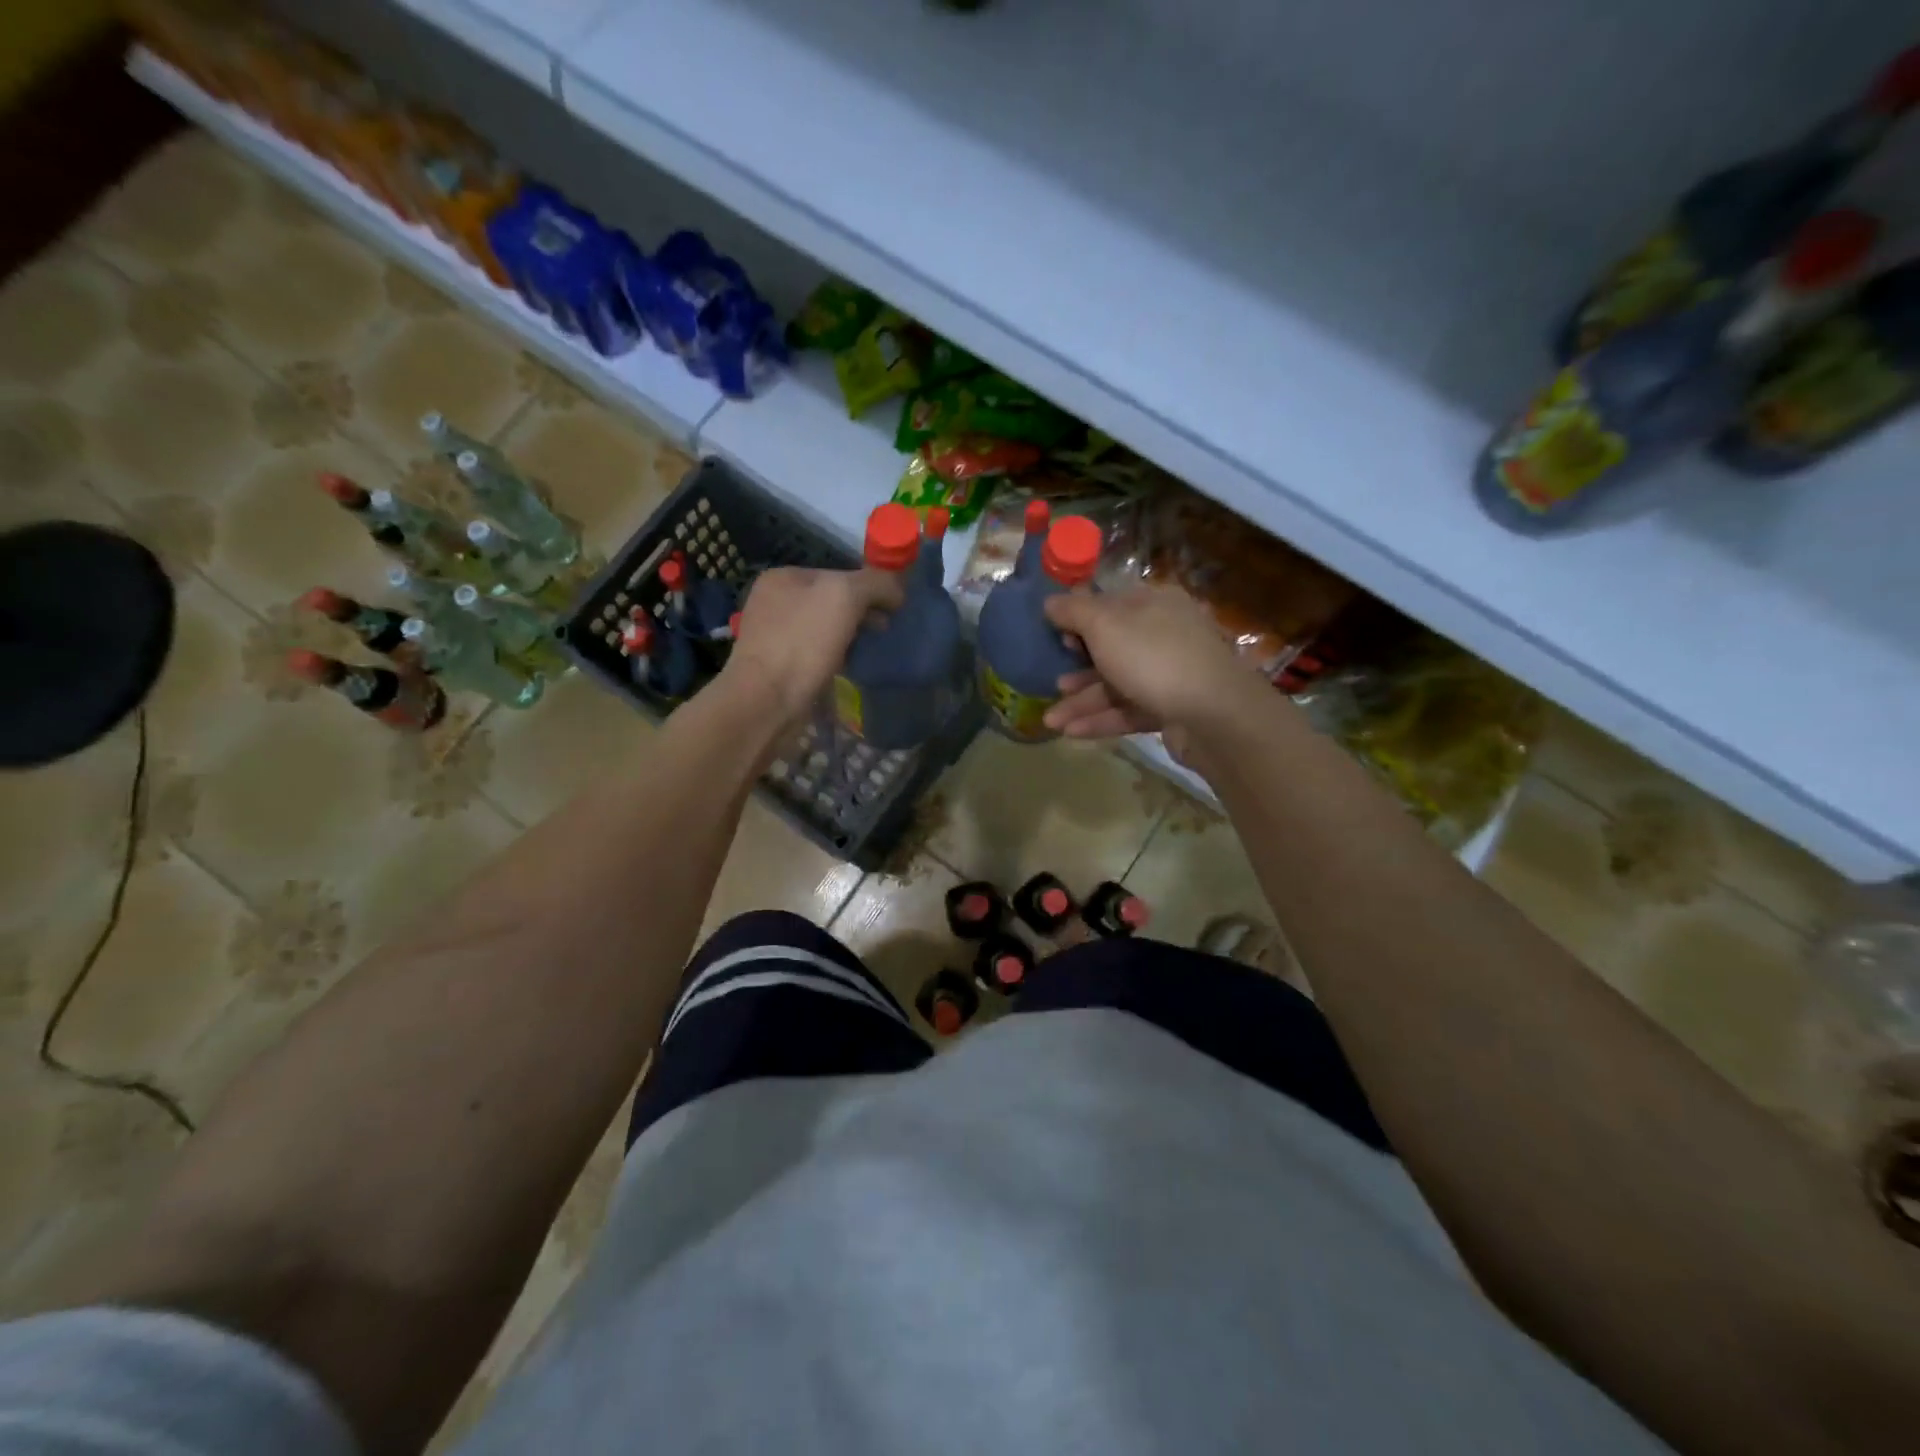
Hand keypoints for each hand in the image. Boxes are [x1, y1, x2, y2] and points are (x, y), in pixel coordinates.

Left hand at [722, 566, 903, 721]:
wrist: (766, 702)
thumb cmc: (803, 643)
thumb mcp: (845, 597)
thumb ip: (875, 583)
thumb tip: (897, 590)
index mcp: (783, 577)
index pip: (839, 573)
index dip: (870, 588)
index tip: (894, 608)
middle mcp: (773, 601)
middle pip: (831, 601)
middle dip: (861, 613)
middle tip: (885, 630)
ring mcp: (773, 635)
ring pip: (824, 628)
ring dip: (849, 637)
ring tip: (869, 651)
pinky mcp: (778, 667)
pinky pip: (816, 654)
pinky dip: (834, 658)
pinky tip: (847, 668)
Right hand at [1042, 585, 1266, 743]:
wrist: (1213, 715)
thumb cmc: (1154, 657)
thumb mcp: (1104, 625)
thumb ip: (1073, 611)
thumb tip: (1050, 602)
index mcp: (1154, 604)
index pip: (1110, 605)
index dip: (1079, 619)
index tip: (1054, 636)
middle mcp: (1164, 634)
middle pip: (1111, 648)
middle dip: (1077, 668)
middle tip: (1051, 682)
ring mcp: (1171, 674)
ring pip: (1117, 684)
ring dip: (1082, 701)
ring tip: (1051, 720)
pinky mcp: (1172, 709)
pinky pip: (1129, 710)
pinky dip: (1101, 719)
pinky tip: (1071, 732)